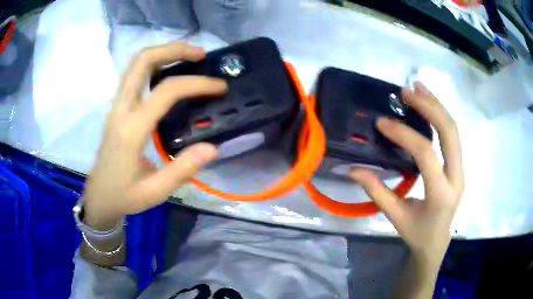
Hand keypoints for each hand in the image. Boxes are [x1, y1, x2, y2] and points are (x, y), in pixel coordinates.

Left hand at [82, 43, 226, 229]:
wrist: (99, 196)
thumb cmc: (125, 195)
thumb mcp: (155, 191)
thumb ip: (183, 170)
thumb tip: (213, 147)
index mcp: (131, 130)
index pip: (166, 92)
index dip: (196, 83)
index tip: (220, 86)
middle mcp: (121, 109)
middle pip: (142, 61)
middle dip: (174, 49)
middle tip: (200, 54)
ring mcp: (116, 106)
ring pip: (136, 63)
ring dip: (163, 52)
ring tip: (188, 57)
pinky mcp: (117, 107)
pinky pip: (133, 74)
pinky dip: (153, 63)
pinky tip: (168, 71)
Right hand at [350, 81, 463, 265]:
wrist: (437, 242)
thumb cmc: (416, 233)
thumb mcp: (395, 217)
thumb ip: (376, 191)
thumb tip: (353, 169)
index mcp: (441, 194)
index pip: (427, 155)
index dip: (404, 135)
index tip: (382, 123)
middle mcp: (457, 177)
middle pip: (450, 133)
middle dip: (429, 107)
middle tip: (406, 92)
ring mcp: (461, 169)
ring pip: (454, 129)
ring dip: (437, 105)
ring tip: (418, 87)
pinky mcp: (459, 164)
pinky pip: (452, 134)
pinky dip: (441, 115)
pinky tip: (429, 103)